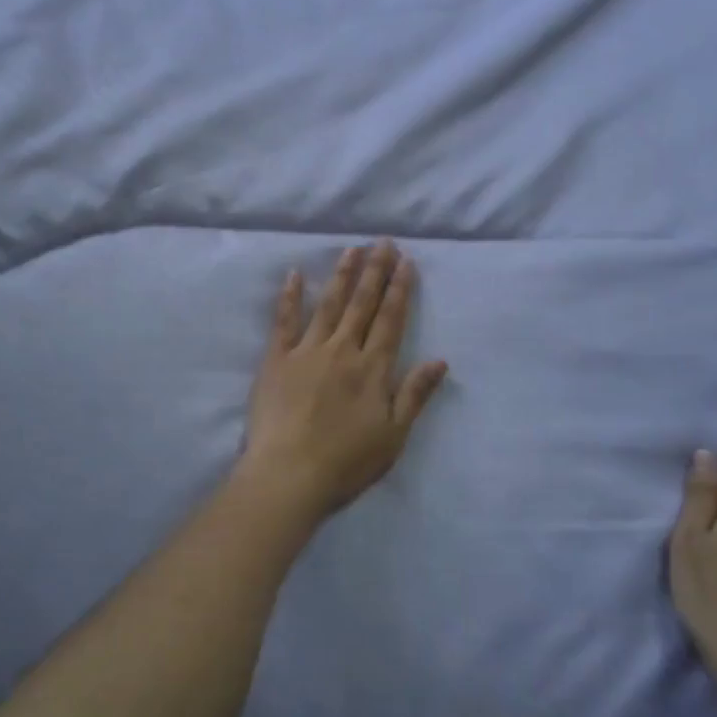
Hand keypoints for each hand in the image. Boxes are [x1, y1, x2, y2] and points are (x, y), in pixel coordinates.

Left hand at [239, 242, 448, 521]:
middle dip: (375, 272)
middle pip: (362, 305)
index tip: (405, 262)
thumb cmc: (346, 462)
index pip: (390, 320)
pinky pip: (284, 321)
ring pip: (329, 305)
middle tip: (382, 243)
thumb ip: (415, 394)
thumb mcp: (394, 435)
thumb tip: (440, 360)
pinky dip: (290, 296)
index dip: (400, 290)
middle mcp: (342, 351)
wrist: (289, 474)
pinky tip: (295, 274)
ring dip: (342, 276)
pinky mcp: (276, 360)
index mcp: (373, 369)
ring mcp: (307, 352)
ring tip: (351, 250)